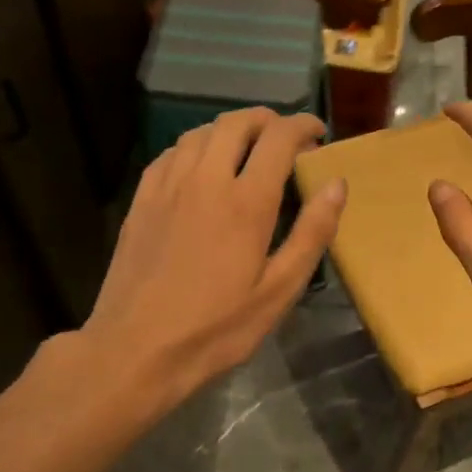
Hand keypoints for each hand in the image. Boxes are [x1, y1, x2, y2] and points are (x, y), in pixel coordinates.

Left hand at [82, 109, 345, 410]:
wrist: (135, 350)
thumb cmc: (216, 329)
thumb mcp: (278, 292)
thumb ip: (312, 234)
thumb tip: (336, 185)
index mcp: (246, 202)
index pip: (279, 138)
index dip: (303, 126)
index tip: (318, 134)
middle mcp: (205, 180)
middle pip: (237, 123)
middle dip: (267, 120)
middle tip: (285, 138)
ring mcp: (167, 186)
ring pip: (201, 132)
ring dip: (231, 130)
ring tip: (247, 149)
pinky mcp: (141, 200)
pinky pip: (171, 152)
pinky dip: (196, 147)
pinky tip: (202, 167)